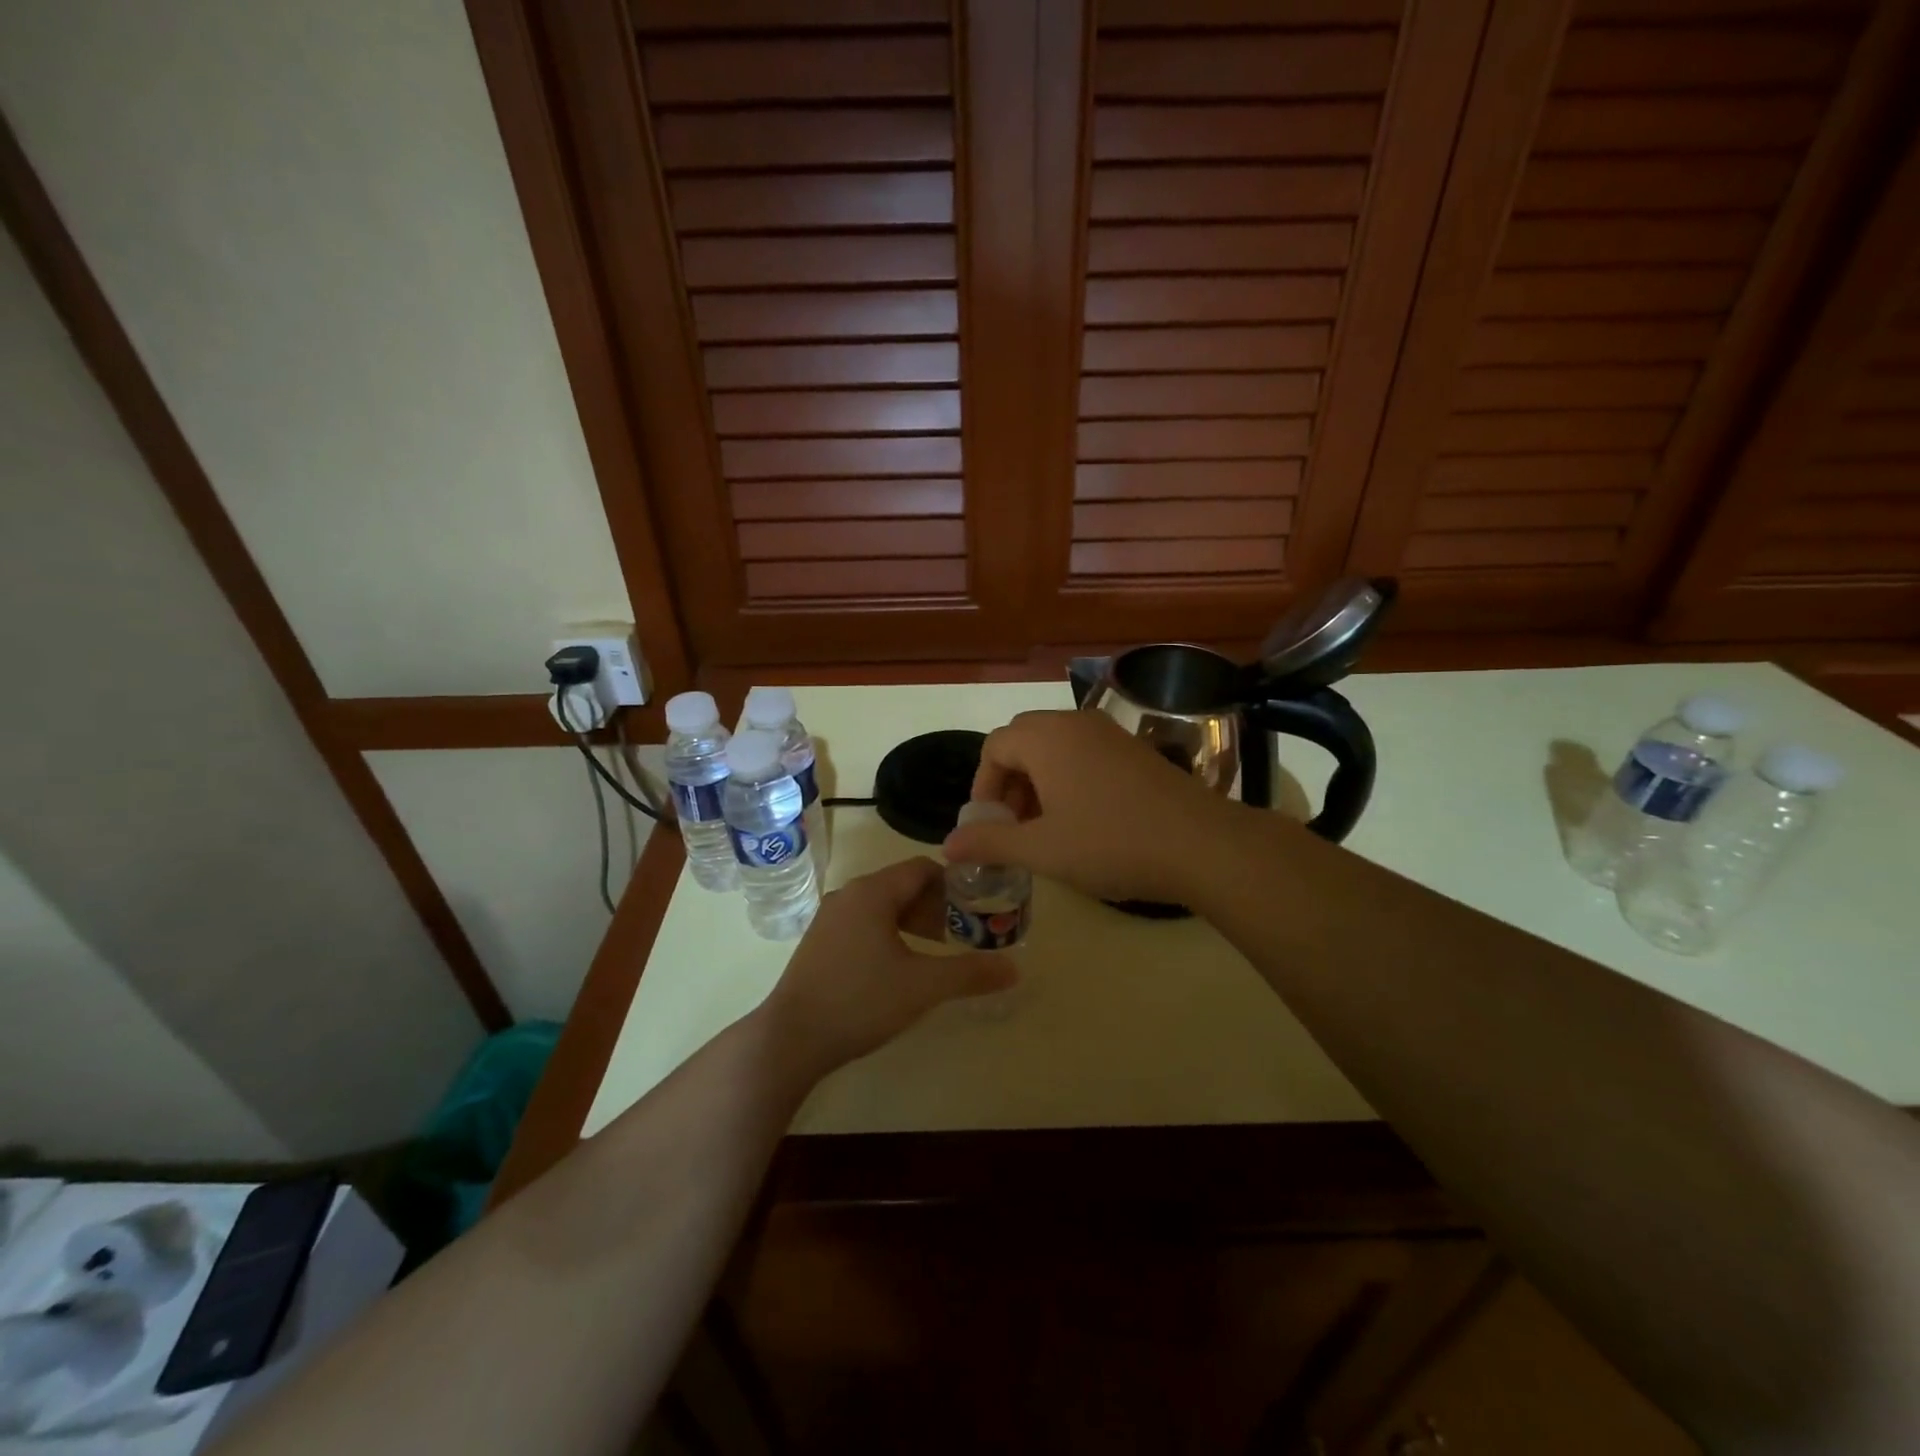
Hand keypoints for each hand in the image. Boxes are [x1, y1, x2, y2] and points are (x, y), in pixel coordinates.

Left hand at [757, 858, 1015, 1081]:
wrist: (791, 1039)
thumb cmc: (860, 1001)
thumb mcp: (923, 987)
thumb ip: (970, 973)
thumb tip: (1015, 968)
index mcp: (872, 892)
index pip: (922, 868)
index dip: (954, 882)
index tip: (978, 905)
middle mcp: (849, 895)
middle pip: (903, 886)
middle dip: (936, 905)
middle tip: (963, 932)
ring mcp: (830, 918)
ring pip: (883, 906)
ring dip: (914, 921)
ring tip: (937, 949)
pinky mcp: (820, 942)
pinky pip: (864, 923)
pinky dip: (889, 933)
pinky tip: (900, 965)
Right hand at [942, 709, 1241, 903]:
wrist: (1201, 844)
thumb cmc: (1111, 843)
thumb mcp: (1042, 849)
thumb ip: (990, 843)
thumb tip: (948, 845)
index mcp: (1046, 738)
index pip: (994, 747)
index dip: (982, 786)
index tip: (989, 826)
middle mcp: (1075, 723)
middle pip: (1022, 741)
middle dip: (1009, 783)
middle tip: (1014, 826)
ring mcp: (1109, 733)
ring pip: (1055, 748)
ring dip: (1038, 782)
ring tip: (1046, 828)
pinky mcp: (1134, 750)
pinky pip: (1084, 754)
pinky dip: (1068, 779)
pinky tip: (1083, 821)